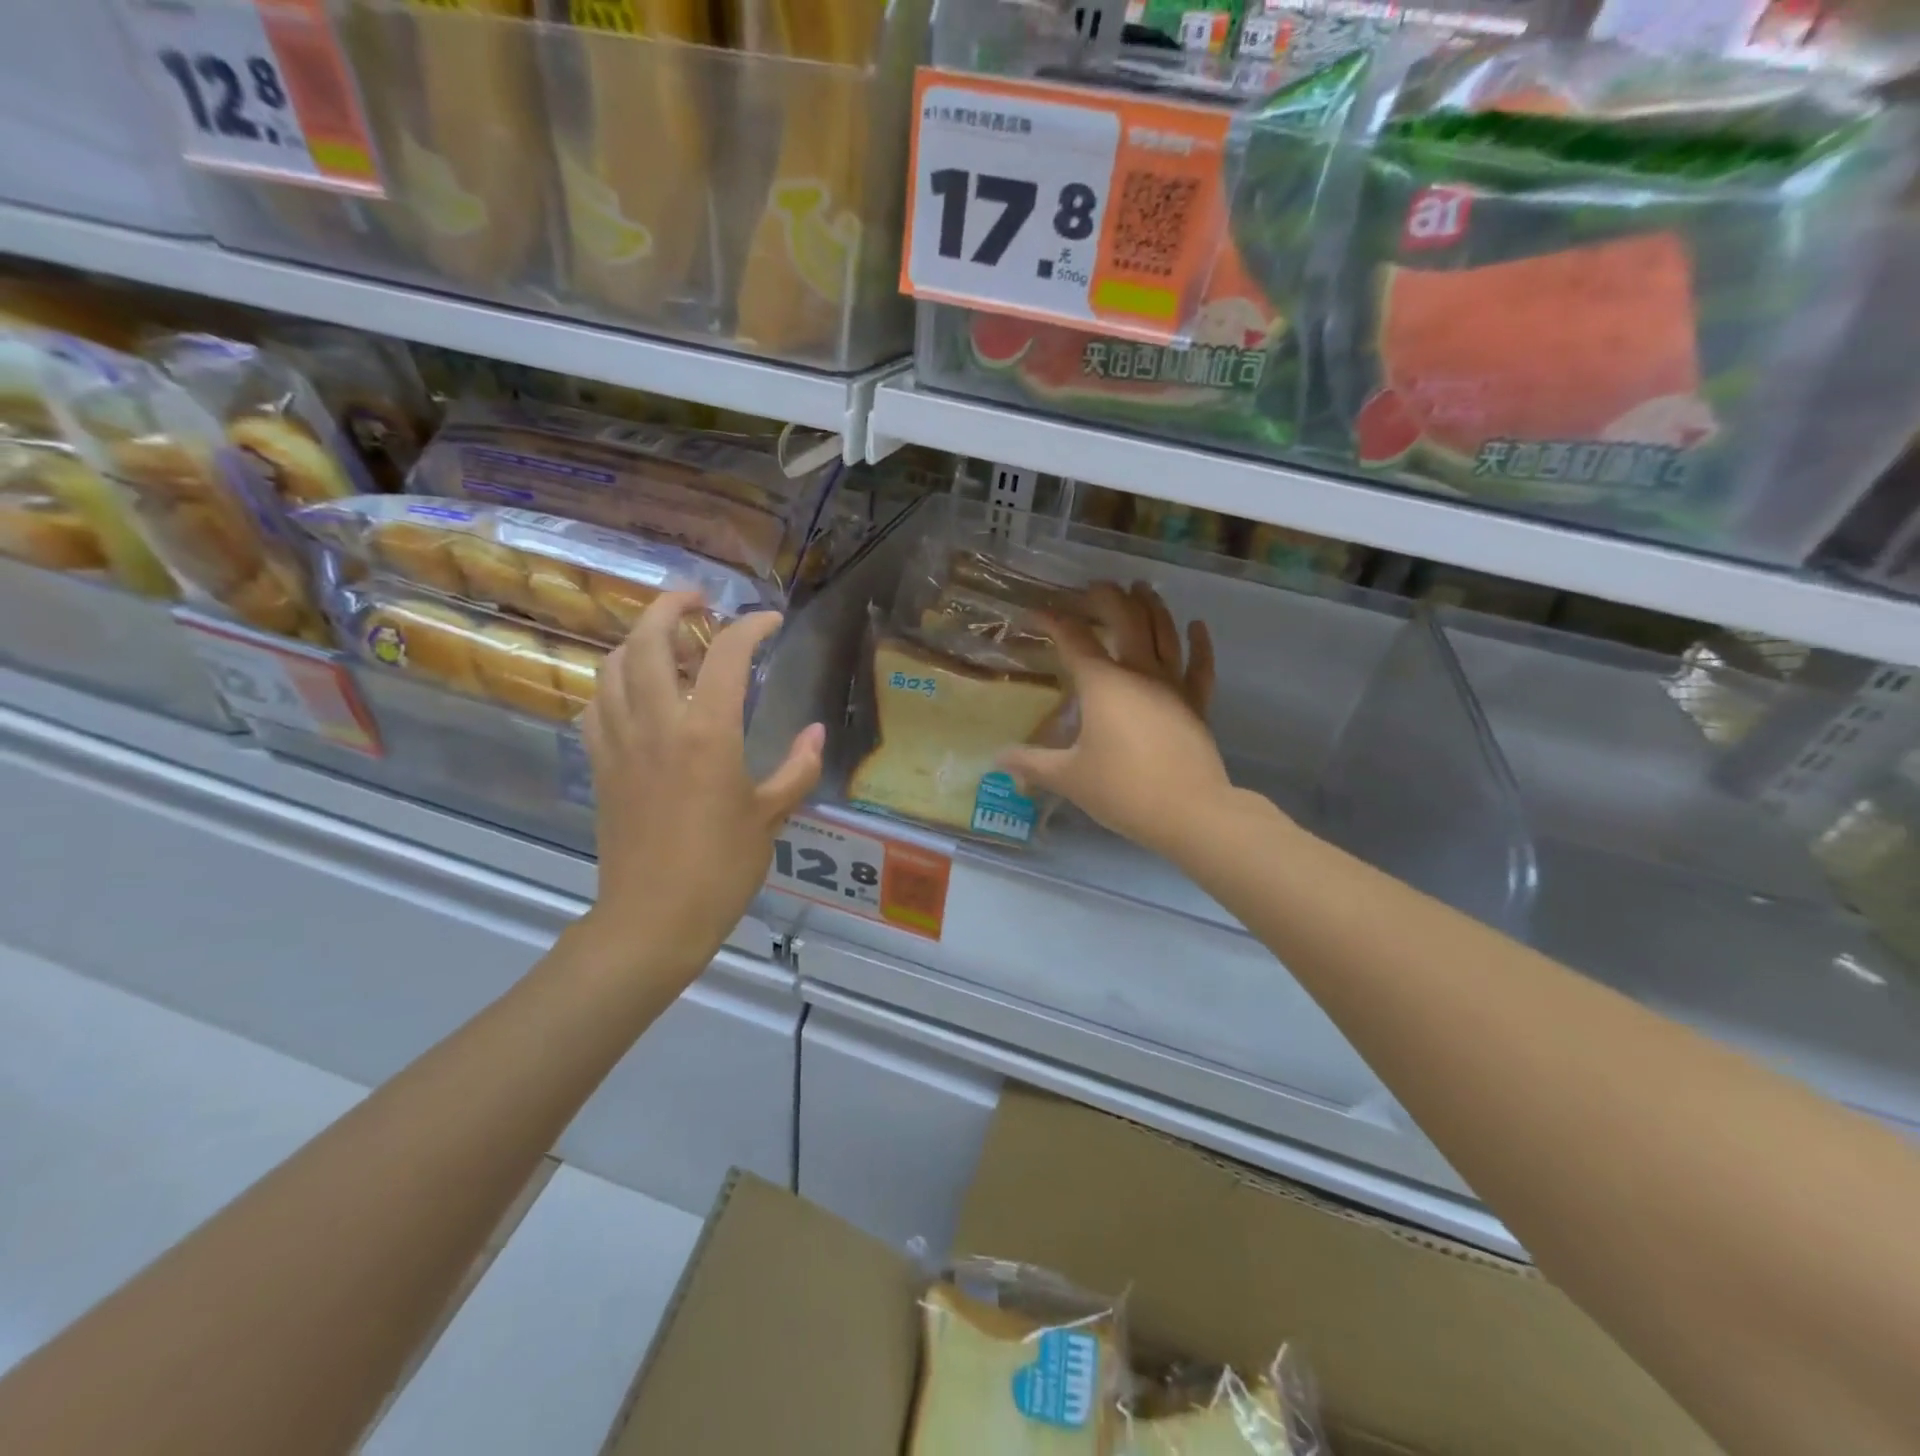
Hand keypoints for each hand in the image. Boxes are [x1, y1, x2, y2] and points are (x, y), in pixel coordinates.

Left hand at [580, 593, 823, 981]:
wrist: (652, 919)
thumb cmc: (721, 869)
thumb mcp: (771, 817)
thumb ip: (797, 769)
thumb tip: (817, 734)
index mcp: (707, 733)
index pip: (727, 655)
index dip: (750, 627)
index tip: (770, 622)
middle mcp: (657, 723)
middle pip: (649, 640)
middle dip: (671, 606)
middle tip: (695, 599)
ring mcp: (620, 741)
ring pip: (614, 666)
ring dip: (639, 639)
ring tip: (667, 640)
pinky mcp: (599, 764)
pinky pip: (597, 704)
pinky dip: (615, 683)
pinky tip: (635, 692)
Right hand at [999, 582, 1227, 860]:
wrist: (1188, 811)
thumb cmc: (1122, 790)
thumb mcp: (1068, 778)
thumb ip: (1031, 764)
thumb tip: (998, 759)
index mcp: (1102, 683)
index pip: (1073, 639)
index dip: (1053, 621)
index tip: (1036, 613)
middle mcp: (1139, 672)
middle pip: (1125, 620)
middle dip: (1108, 598)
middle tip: (1095, 586)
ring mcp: (1173, 684)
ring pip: (1164, 632)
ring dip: (1151, 606)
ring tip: (1140, 588)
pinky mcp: (1197, 703)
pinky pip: (1199, 665)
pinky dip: (1199, 643)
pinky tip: (1195, 625)